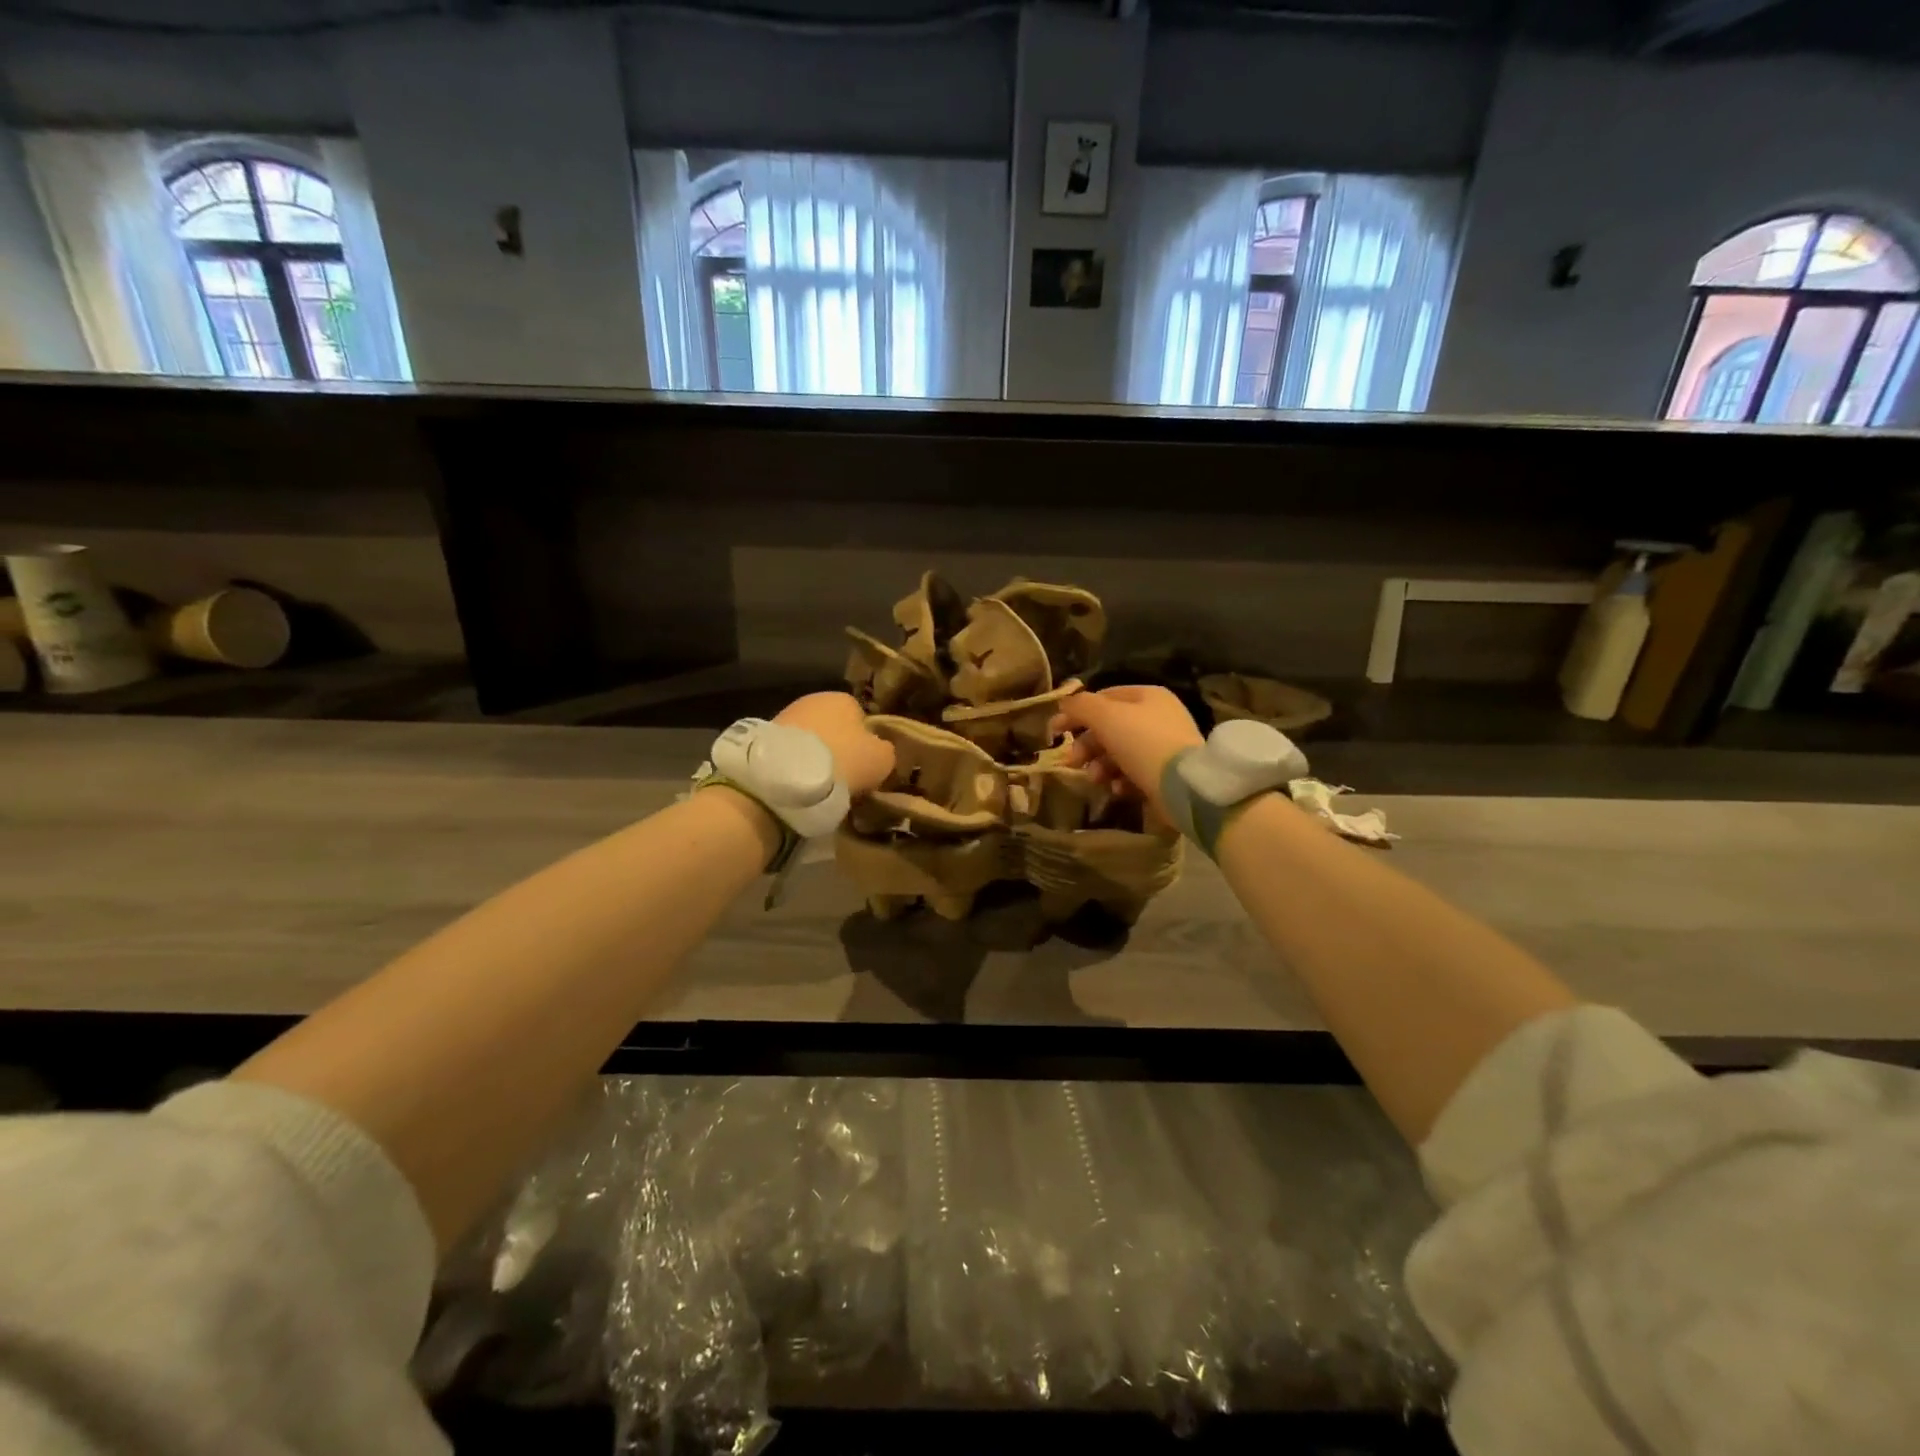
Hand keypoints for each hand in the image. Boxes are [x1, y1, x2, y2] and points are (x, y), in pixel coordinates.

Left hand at [775, 692, 894, 797]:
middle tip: (845, 778)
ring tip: (821, 787)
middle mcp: (813, 700)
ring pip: (811, 741)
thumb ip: (885, 751)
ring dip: (816, 759)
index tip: (865, 767)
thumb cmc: (844, 760)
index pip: (862, 719)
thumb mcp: (882, 759)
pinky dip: (796, 766)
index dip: (866, 744)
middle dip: (838, 749)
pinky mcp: (764, 739)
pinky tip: (799, 785)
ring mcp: (785, 717)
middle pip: (834, 728)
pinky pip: (791, 753)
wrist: (788, 776)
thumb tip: (879, 751)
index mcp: (844, 698)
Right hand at [1048, 686, 1203, 817]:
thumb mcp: (1105, 717)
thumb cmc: (1142, 743)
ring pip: (1119, 752)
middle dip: (1087, 745)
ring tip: (1095, 779)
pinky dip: (1121, 780)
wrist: (1184, 786)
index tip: (1055, 732)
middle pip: (1110, 727)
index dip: (1076, 713)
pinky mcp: (1166, 774)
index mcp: (1147, 696)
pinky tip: (1117, 789)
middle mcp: (1158, 717)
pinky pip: (1134, 773)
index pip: (1104, 697)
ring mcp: (1164, 746)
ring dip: (1100, 765)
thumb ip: (1080, 706)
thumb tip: (1064, 704)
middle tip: (1072, 761)